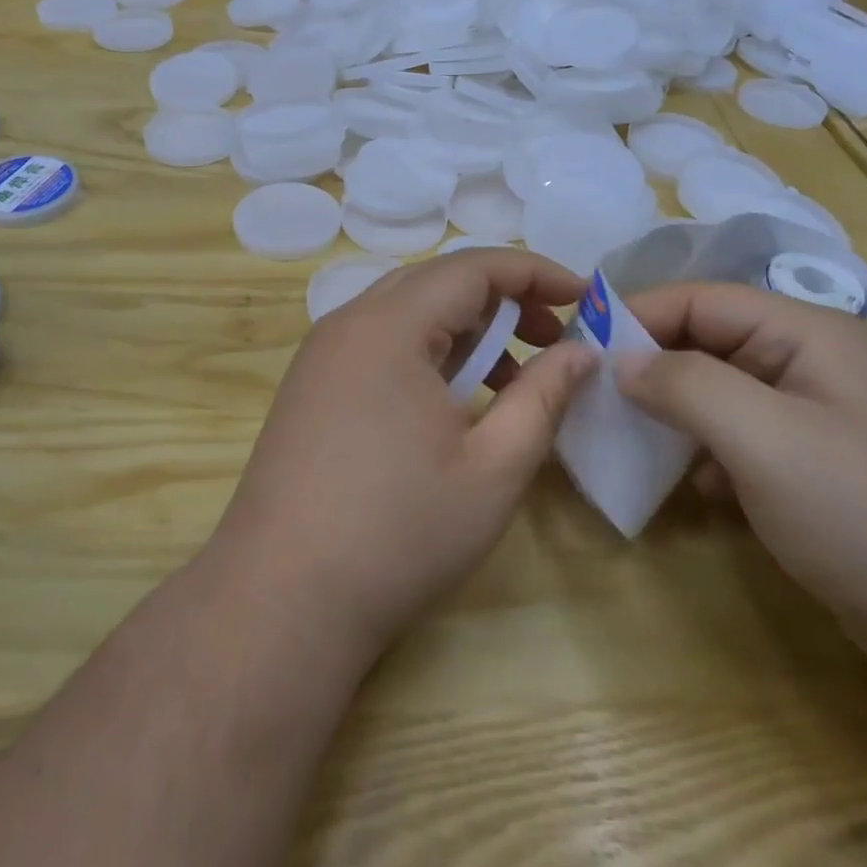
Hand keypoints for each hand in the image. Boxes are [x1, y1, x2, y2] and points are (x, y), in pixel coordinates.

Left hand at [206, 250, 597, 668]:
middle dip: (503, 300)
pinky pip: (379, 345)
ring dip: (465, 331)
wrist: (280, 600)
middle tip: (553, 339)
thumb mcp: (493, 467)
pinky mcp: (309, 388)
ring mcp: (321, 356)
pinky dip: (426, 355)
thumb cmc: (398, 532)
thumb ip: (544, 397)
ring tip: (511, 379)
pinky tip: (452, 404)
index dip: (535, 273)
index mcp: (390, 326)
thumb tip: (582, 352)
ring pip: (406, 314)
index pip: (473, 266)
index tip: (585, 297)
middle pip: (437, 283)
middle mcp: (348, 324)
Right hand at [614, 282, 866, 698]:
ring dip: (668, 411)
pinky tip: (692, 488)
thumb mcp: (764, 438)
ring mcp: (807, 417)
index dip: (635, 315)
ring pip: (713, 392)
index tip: (577, 347)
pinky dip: (700, 453)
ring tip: (623, 437)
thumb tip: (621, 360)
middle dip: (647, 365)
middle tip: (589, 396)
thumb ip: (686, 385)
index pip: (698, 299)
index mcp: (803, 333)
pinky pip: (732, 438)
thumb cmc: (865, 515)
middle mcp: (803, 363)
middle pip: (704, 341)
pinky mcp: (805, 467)